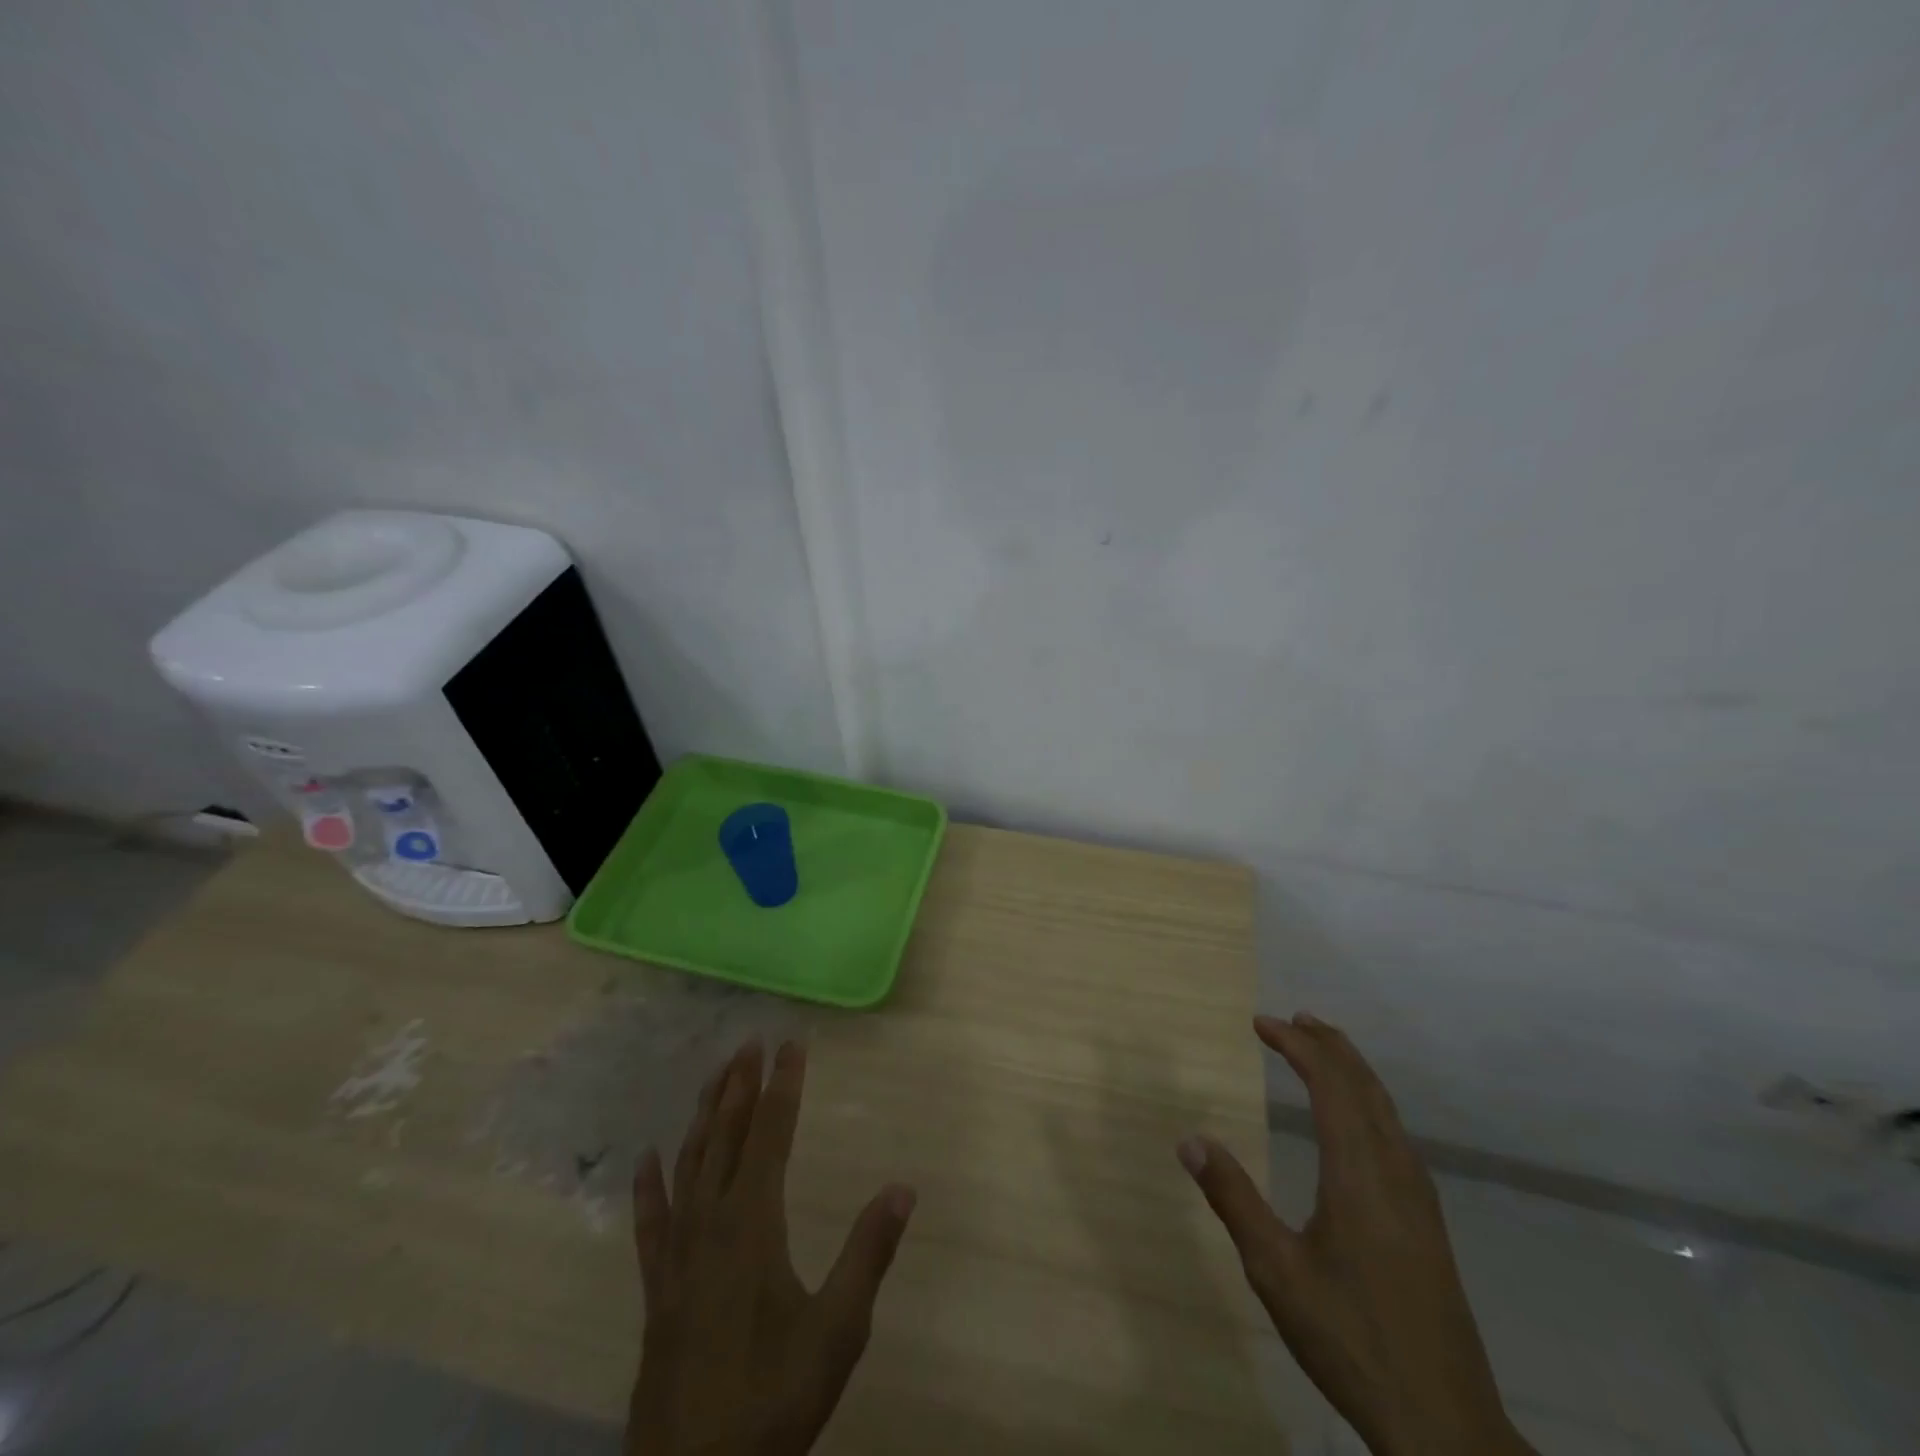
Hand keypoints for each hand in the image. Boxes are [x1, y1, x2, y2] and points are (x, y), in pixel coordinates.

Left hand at [627, 1039, 916, 1455]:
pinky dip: (650, 1186)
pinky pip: (651, 1224)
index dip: (782, 1085)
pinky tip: (647, 1159)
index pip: (770, 1134)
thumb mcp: (837, 1329)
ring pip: (688, 1166)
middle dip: (738, 1086)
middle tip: (748, 1041)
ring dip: (702, 1117)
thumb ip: (868, 1252)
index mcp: (752, 1223)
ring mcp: (678, 1257)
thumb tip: (903, 1187)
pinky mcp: (658, 1291)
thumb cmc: (773, 1399)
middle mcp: (710, 1224)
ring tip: (712, 1077)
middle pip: (725, 1137)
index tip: (790, 1043)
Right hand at [1178, 1014, 1533, 1455]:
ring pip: (1387, 1109)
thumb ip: (1233, 1199)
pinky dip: (1370, 1102)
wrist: (1444, 1423)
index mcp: (1358, 1173)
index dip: (1296, 1045)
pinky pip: (1397, 1134)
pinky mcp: (1427, 1222)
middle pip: (1364, 1086)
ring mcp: (1418, 1197)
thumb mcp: (1275, 1270)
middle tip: (1294, 1018)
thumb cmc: (1350, 1338)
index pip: (1329, 1084)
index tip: (1261, 1023)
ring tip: (1324, 1049)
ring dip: (1353, 1070)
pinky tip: (1360, 1121)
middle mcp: (1394, 1171)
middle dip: (1328, 1045)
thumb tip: (1190, 1141)